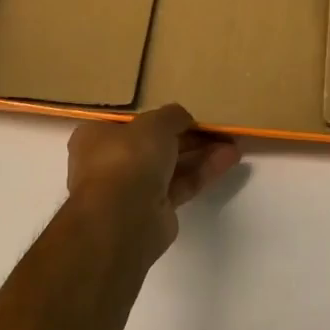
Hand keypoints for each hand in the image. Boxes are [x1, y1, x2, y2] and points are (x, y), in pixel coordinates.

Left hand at [65, 104, 240, 261]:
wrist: (123, 218)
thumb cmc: (128, 158)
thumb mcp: (154, 123)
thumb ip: (172, 116)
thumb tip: (183, 118)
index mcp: (97, 136)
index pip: (130, 121)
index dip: (158, 116)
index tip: (184, 112)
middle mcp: (111, 162)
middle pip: (155, 144)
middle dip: (188, 135)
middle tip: (216, 126)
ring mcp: (133, 188)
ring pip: (172, 164)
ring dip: (201, 152)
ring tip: (232, 141)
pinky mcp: (155, 209)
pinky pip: (182, 184)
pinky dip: (204, 171)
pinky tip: (230, 158)